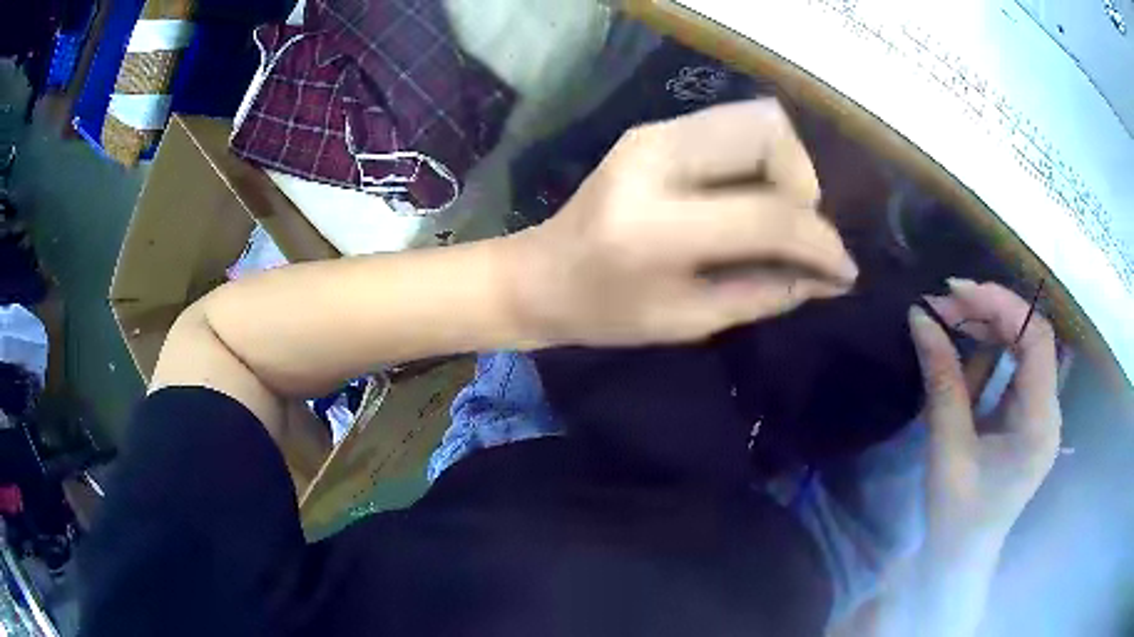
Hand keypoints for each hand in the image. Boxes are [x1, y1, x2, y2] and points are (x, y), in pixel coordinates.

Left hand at [506, 99, 858, 346]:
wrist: (540, 274)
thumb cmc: (607, 313)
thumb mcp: (692, 320)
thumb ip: (768, 292)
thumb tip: (831, 277)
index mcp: (658, 226)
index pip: (769, 214)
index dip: (819, 242)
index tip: (843, 270)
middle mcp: (656, 160)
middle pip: (769, 131)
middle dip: (803, 183)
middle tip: (796, 230)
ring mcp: (653, 133)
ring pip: (757, 116)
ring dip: (785, 165)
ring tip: (777, 214)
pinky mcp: (653, 128)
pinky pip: (732, 124)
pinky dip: (760, 157)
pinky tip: (751, 195)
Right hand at [910, 280, 1061, 554]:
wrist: (958, 561)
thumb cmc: (956, 517)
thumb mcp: (948, 449)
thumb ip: (942, 381)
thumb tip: (921, 317)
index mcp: (1040, 424)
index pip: (1037, 339)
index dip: (1003, 305)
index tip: (958, 291)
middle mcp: (1049, 411)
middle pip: (1031, 337)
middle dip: (991, 311)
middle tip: (946, 302)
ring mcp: (1039, 413)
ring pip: (1023, 348)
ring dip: (988, 328)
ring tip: (949, 318)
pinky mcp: (1026, 417)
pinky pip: (1013, 369)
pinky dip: (989, 353)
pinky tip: (963, 349)